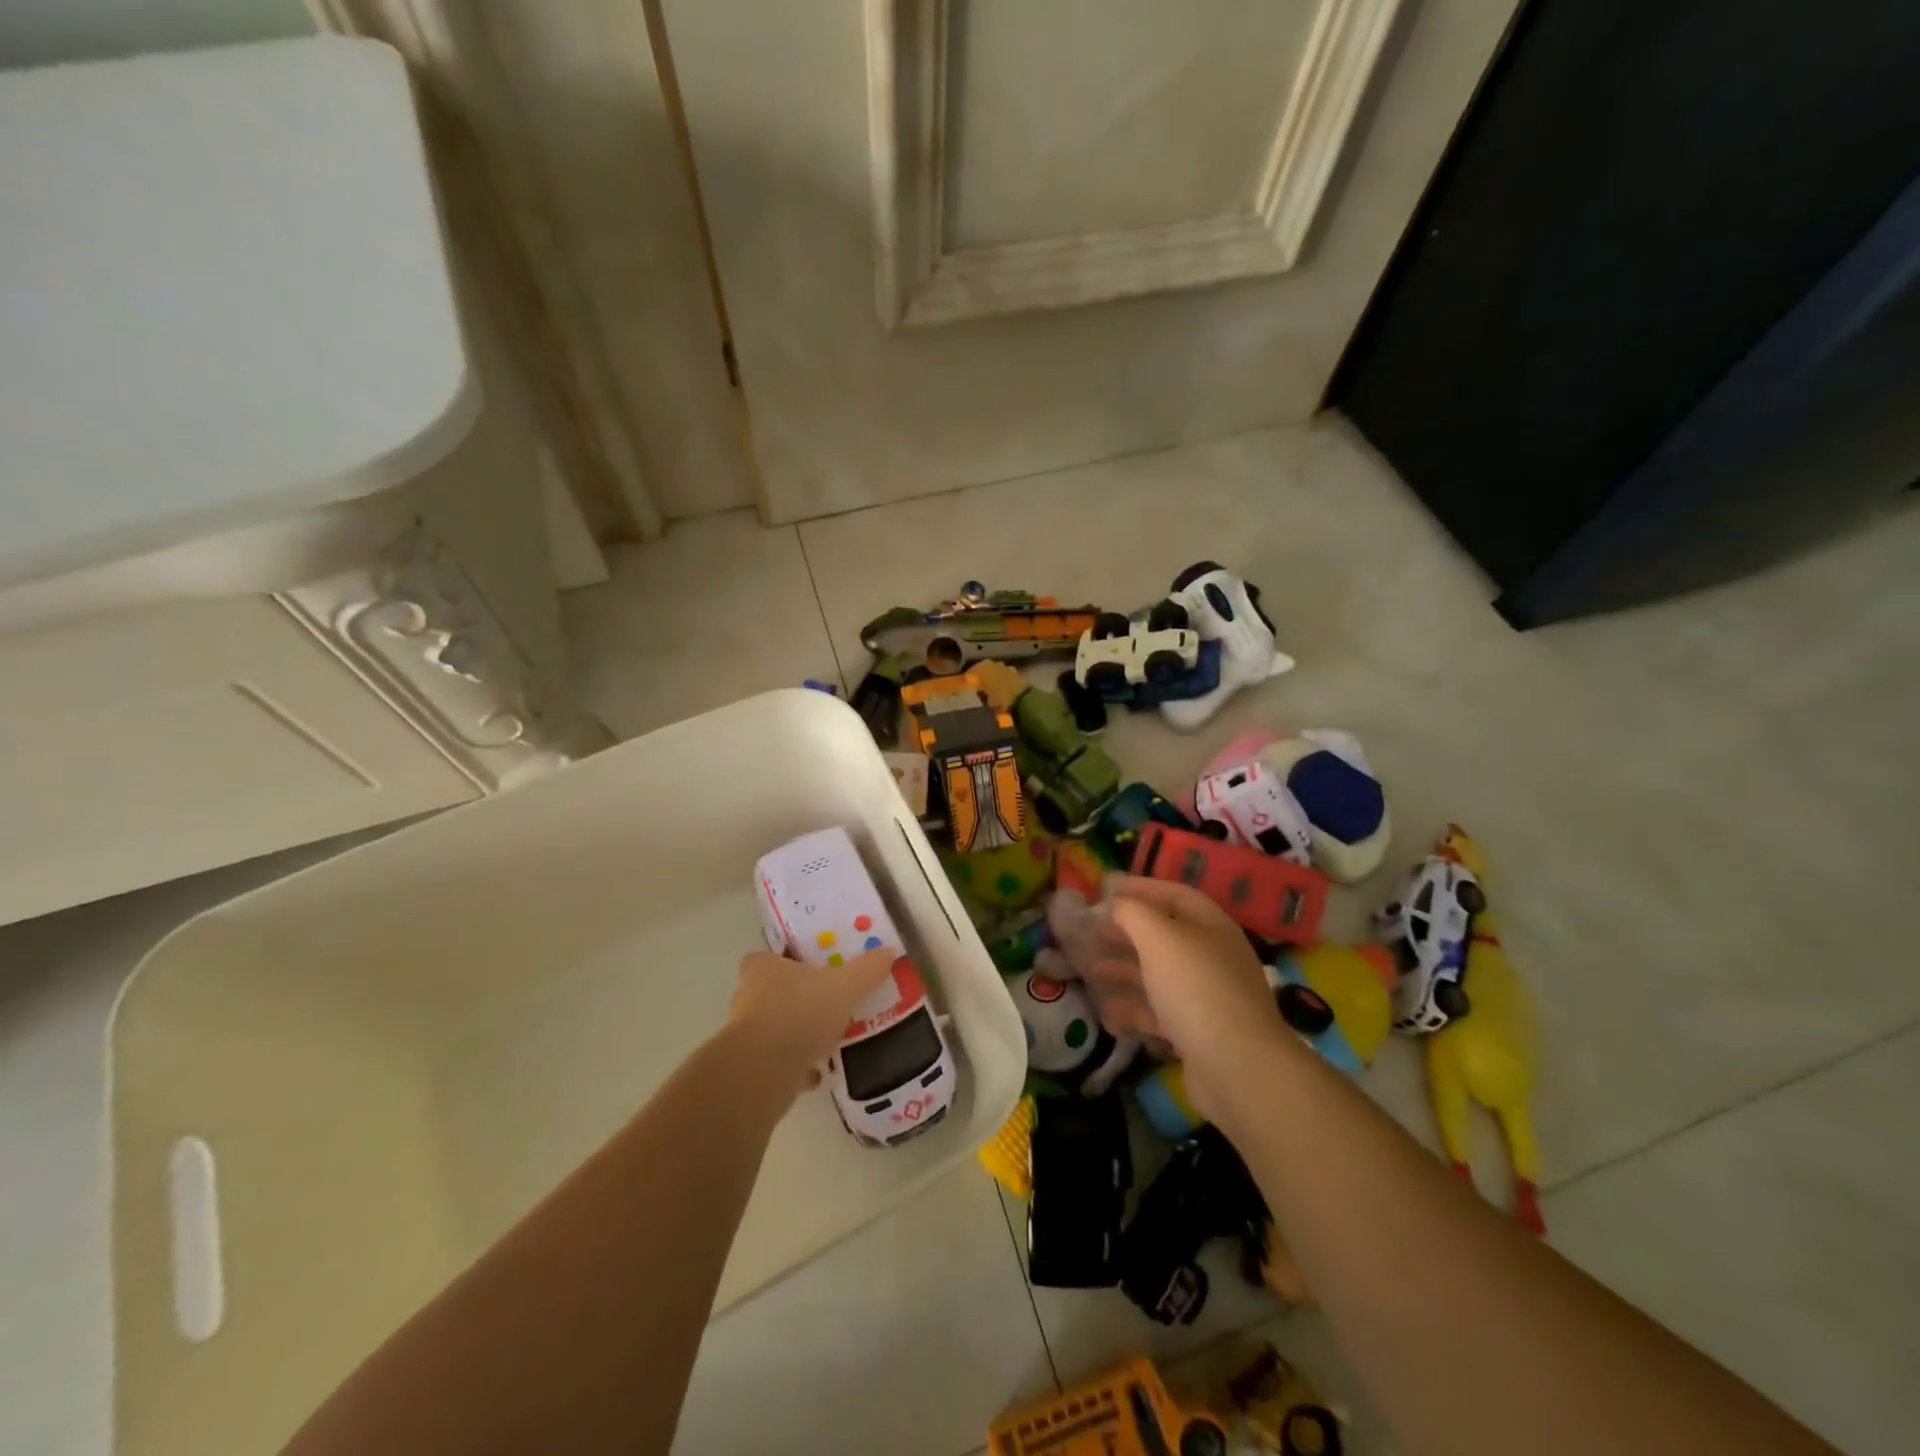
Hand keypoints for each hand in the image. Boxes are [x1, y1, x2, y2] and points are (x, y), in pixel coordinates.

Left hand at [727, 947, 895, 1100]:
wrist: (764, 1070)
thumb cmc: (801, 1012)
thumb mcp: (844, 986)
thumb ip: (867, 970)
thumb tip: (890, 951)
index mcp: (763, 969)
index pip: (765, 958)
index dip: (785, 963)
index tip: (809, 971)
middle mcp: (747, 997)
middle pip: (771, 993)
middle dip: (795, 1000)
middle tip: (825, 1005)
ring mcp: (745, 1035)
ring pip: (774, 1029)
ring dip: (796, 1035)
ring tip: (826, 1041)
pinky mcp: (749, 1068)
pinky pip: (776, 1063)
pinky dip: (795, 1067)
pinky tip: (818, 1074)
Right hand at [1108, 877, 1284, 1118]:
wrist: (1238, 1068)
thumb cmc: (1196, 988)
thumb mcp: (1159, 938)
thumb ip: (1133, 913)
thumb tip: (1117, 903)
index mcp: (1211, 926)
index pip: (1175, 895)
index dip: (1141, 888)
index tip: (1105, 890)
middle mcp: (1212, 956)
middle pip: (1165, 935)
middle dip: (1127, 931)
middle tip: (1091, 931)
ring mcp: (1207, 996)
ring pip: (1159, 974)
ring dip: (1124, 970)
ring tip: (1090, 970)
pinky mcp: (1198, 1032)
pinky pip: (1160, 1012)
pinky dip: (1133, 1009)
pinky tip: (1107, 1013)